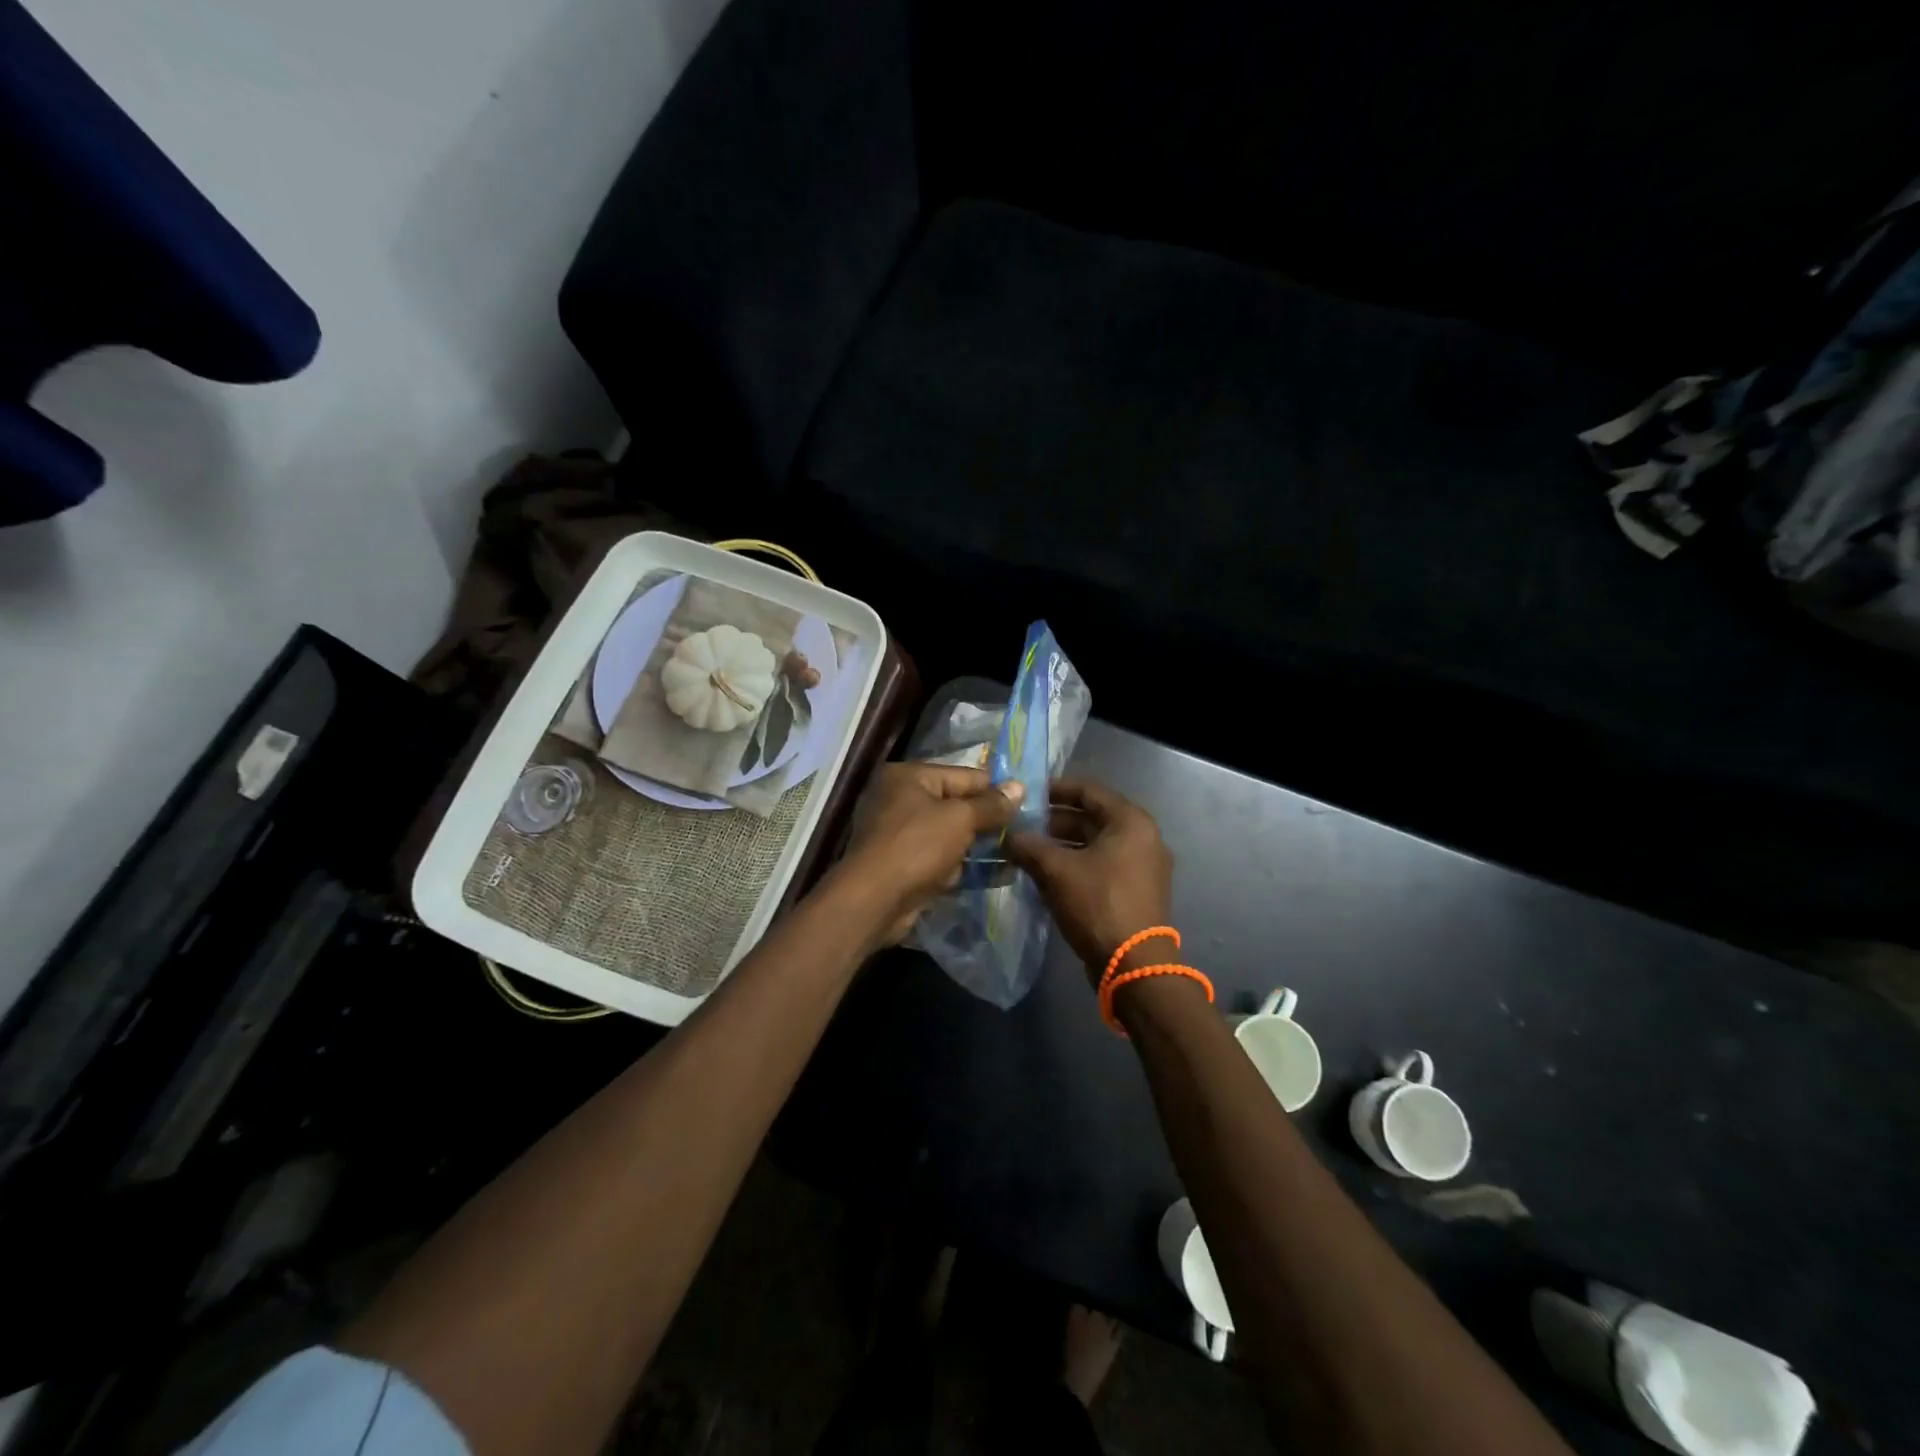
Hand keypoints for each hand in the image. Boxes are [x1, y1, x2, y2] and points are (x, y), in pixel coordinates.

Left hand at [838, 763, 1024, 946]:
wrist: (874, 901)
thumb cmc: (916, 846)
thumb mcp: (960, 819)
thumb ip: (991, 804)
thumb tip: (1019, 787)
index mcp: (908, 776)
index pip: (963, 775)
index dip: (995, 789)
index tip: (1028, 802)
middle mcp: (899, 799)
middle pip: (956, 804)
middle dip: (988, 819)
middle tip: (1026, 830)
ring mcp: (899, 834)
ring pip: (950, 834)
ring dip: (979, 845)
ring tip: (1018, 852)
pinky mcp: (903, 864)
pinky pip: (941, 858)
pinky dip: (963, 865)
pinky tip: (998, 874)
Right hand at [1006, 779, 1172, 983]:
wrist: (1133, 965)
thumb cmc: (1097, 904)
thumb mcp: (1056, 871)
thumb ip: (1029, 846)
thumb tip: (1007, 836)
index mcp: (1130, 821)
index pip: (1088, 790)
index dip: (1055, 789)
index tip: (1026, 794)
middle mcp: (1142, 837)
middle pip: (1092, 817)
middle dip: (1054, 820)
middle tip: (1020, 825)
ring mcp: (1142, 865)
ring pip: (1095, 843)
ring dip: (1062, 844)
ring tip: (1027, 849)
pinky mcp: (1136, 890)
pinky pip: (1102, 865)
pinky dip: (1076, 863)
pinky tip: (1046, 873)